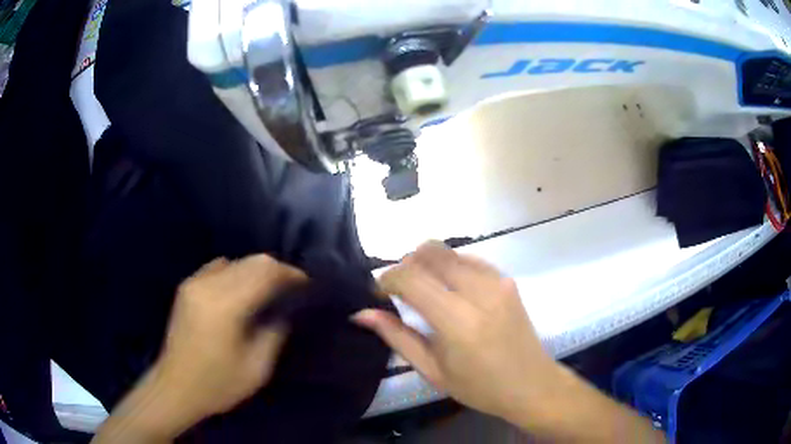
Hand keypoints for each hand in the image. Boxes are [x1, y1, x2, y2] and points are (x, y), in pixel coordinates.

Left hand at [93, 254, 306, 443]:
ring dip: (256, 271)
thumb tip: (284, 311)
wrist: (175, 387)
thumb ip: (274, 334)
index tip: (306, 284)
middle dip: (276, 270)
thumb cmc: (217, 384)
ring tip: (269, 290)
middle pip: (251, 261)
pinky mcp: (187, 287)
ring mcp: (194, 283)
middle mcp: (208, 285)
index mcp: (226, 305)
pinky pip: (218, 267)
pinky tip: (241, 291)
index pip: (265, 273)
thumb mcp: (256, 368)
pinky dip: (236, 273)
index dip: (290, 274)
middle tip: (292, 288)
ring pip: (236, 261)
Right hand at [353, 241, 561, 423]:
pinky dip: (451, 267)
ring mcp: (498, 281)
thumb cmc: (479, 387)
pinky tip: (449, 290)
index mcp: (458, 322)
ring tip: (423, 291)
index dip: (387, 279)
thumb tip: (361, 314)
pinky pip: (470, 260)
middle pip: (431, 252)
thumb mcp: (432, 370)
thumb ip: (397, 337)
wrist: (532, 384)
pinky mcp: (507, 280)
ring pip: (450, 252)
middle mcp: (480, 292)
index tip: (379, 293)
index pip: (411, 278)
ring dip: (428, 264)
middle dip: (406, 264)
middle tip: (399, 289)